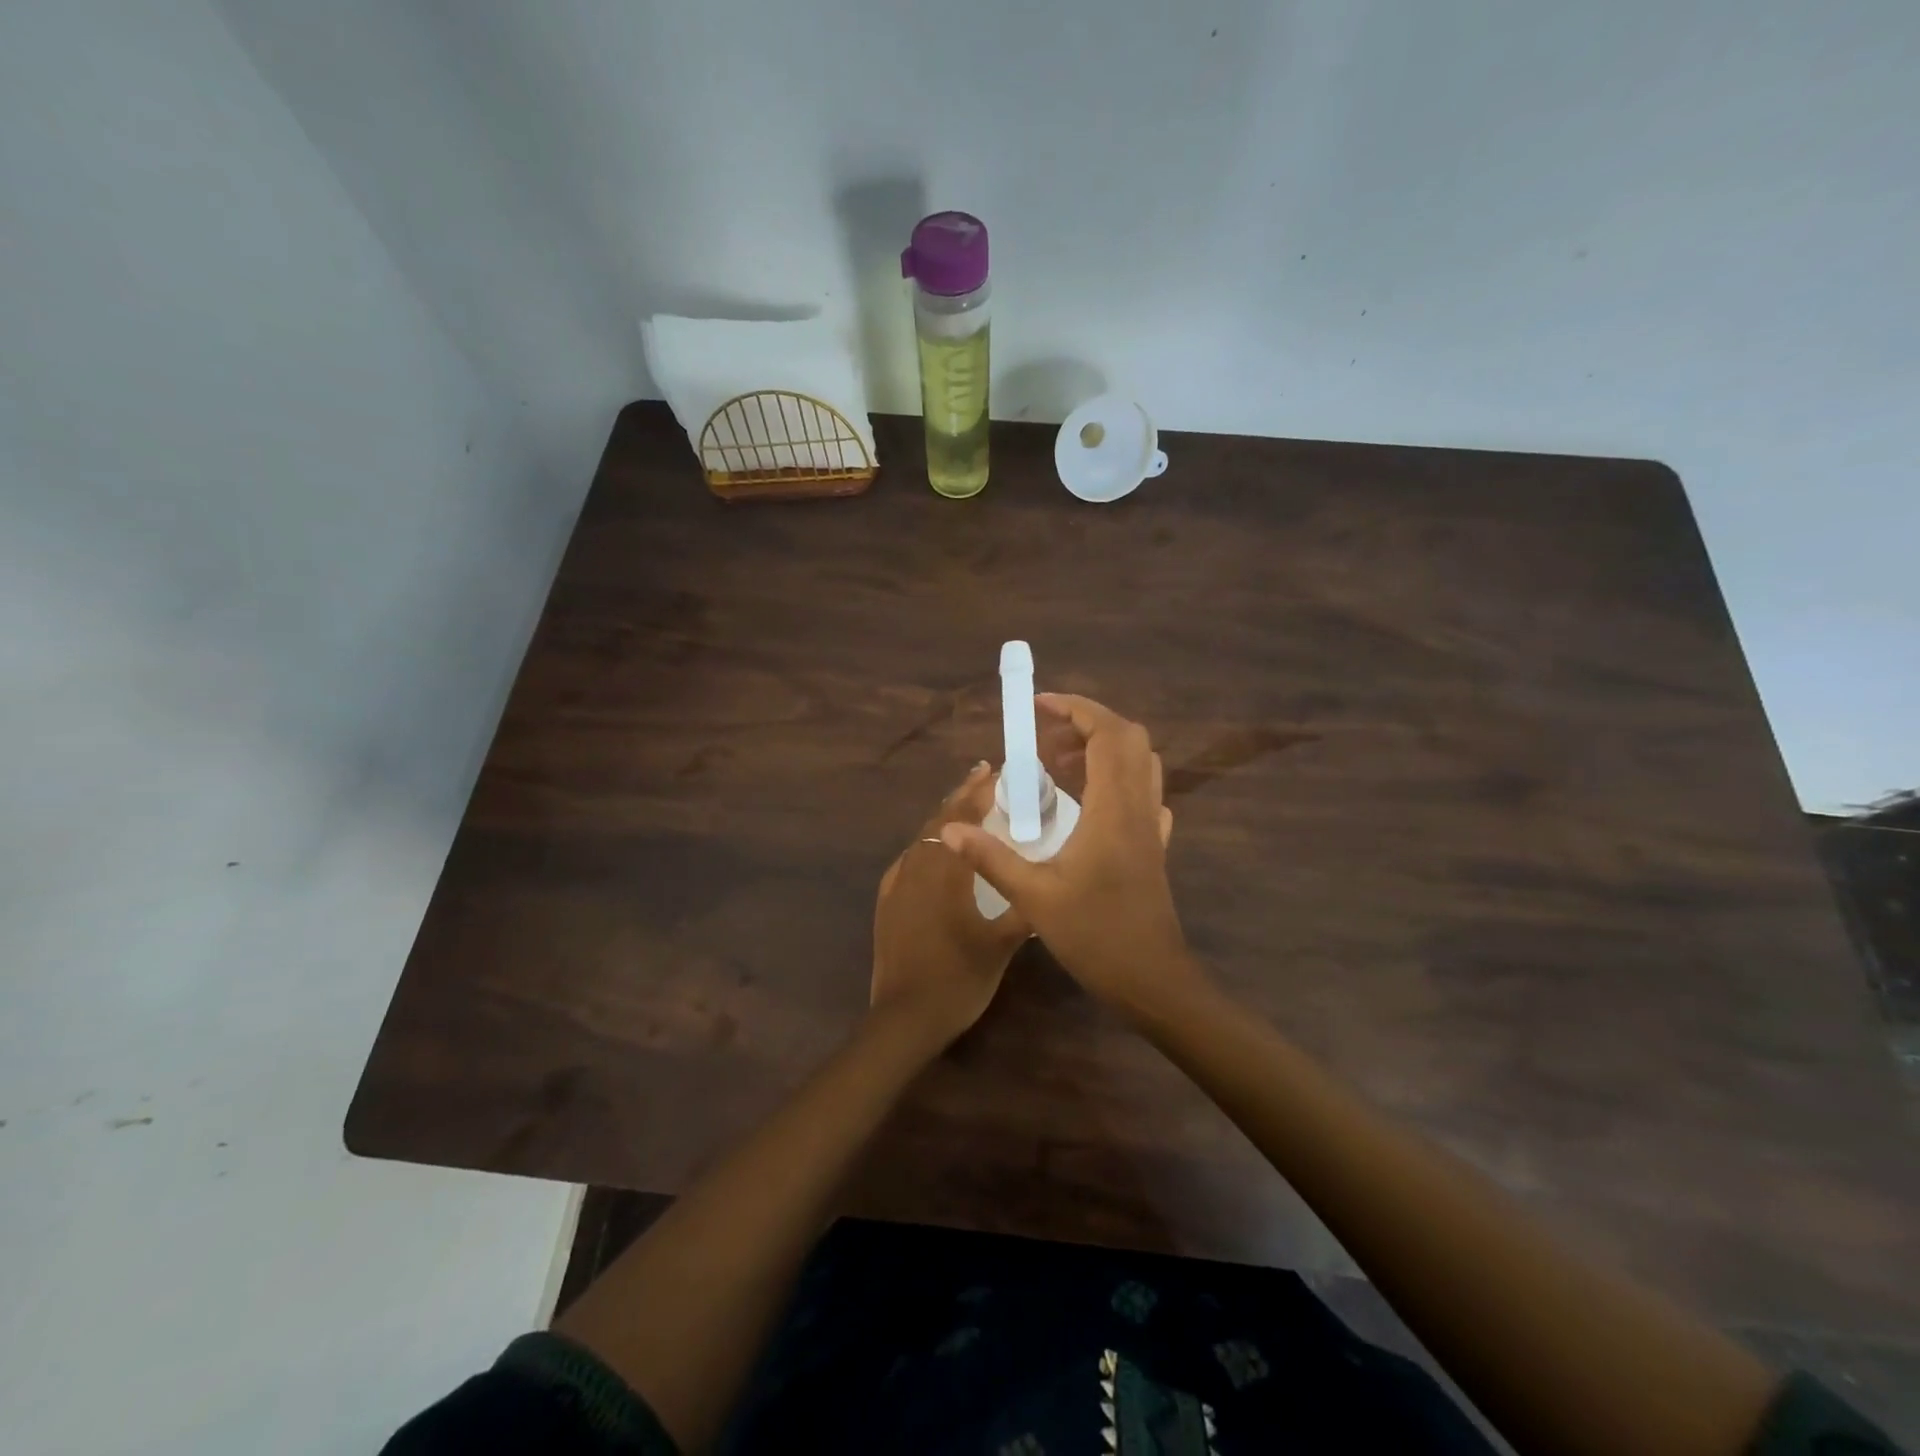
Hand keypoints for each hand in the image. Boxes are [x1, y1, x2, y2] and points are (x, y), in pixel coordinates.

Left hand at [871, 764, 1032, 1048]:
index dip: (978, 791)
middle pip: (939, 820)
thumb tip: (1048, 888)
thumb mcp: (1001, 946)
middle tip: (984, 777)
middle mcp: (916, 867)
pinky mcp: (887, 901)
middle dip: (962, 796)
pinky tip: (936, 852)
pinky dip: (928, 844)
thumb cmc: (957, 979)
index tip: (995, 771)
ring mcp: (897, 884)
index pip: (961, 817)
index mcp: (944, 871)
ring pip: (922, 838)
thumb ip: (1024, 911)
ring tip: (966, 807)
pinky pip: (909, 859)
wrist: (904, 1018)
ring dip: (945, 818)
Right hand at [941, 695, 1200, 1020]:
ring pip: (1139, 763)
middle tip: (1044, 737)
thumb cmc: (1096, 936)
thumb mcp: (1035, 898)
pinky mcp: (1154, 846)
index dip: (1075, 709)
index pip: (1107, 733)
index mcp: (1113, 808)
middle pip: (1129, 738)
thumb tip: (951, 830)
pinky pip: (1142, 793)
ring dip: (1102, 749)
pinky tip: (1087, 801)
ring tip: (1058, 764)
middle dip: (1087, 724)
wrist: (1153, 980)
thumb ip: (993, 858)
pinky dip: (1116, 778)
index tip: (1038, 705)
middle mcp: (1139, 806)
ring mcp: (1151, 826)